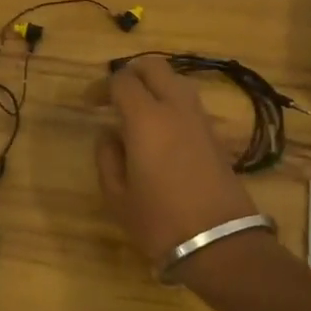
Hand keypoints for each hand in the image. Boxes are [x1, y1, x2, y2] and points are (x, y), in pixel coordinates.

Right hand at [95, 56, 258, 266]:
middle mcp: (176, 108)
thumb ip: (107, 157)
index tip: (90, 103)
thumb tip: (109, 134)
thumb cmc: (159, 221)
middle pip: (154, 67)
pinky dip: (171, 104)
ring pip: (176, 81)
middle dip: (131, 73)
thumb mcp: (117, 196)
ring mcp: (200, 120)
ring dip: (154, 86)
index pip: (122, 81)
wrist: (220, 243)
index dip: (102, 86)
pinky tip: (160, 130)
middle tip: (114, 95)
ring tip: (137, 111)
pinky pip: (189, 104)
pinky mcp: (215, 135)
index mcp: (146, 118)